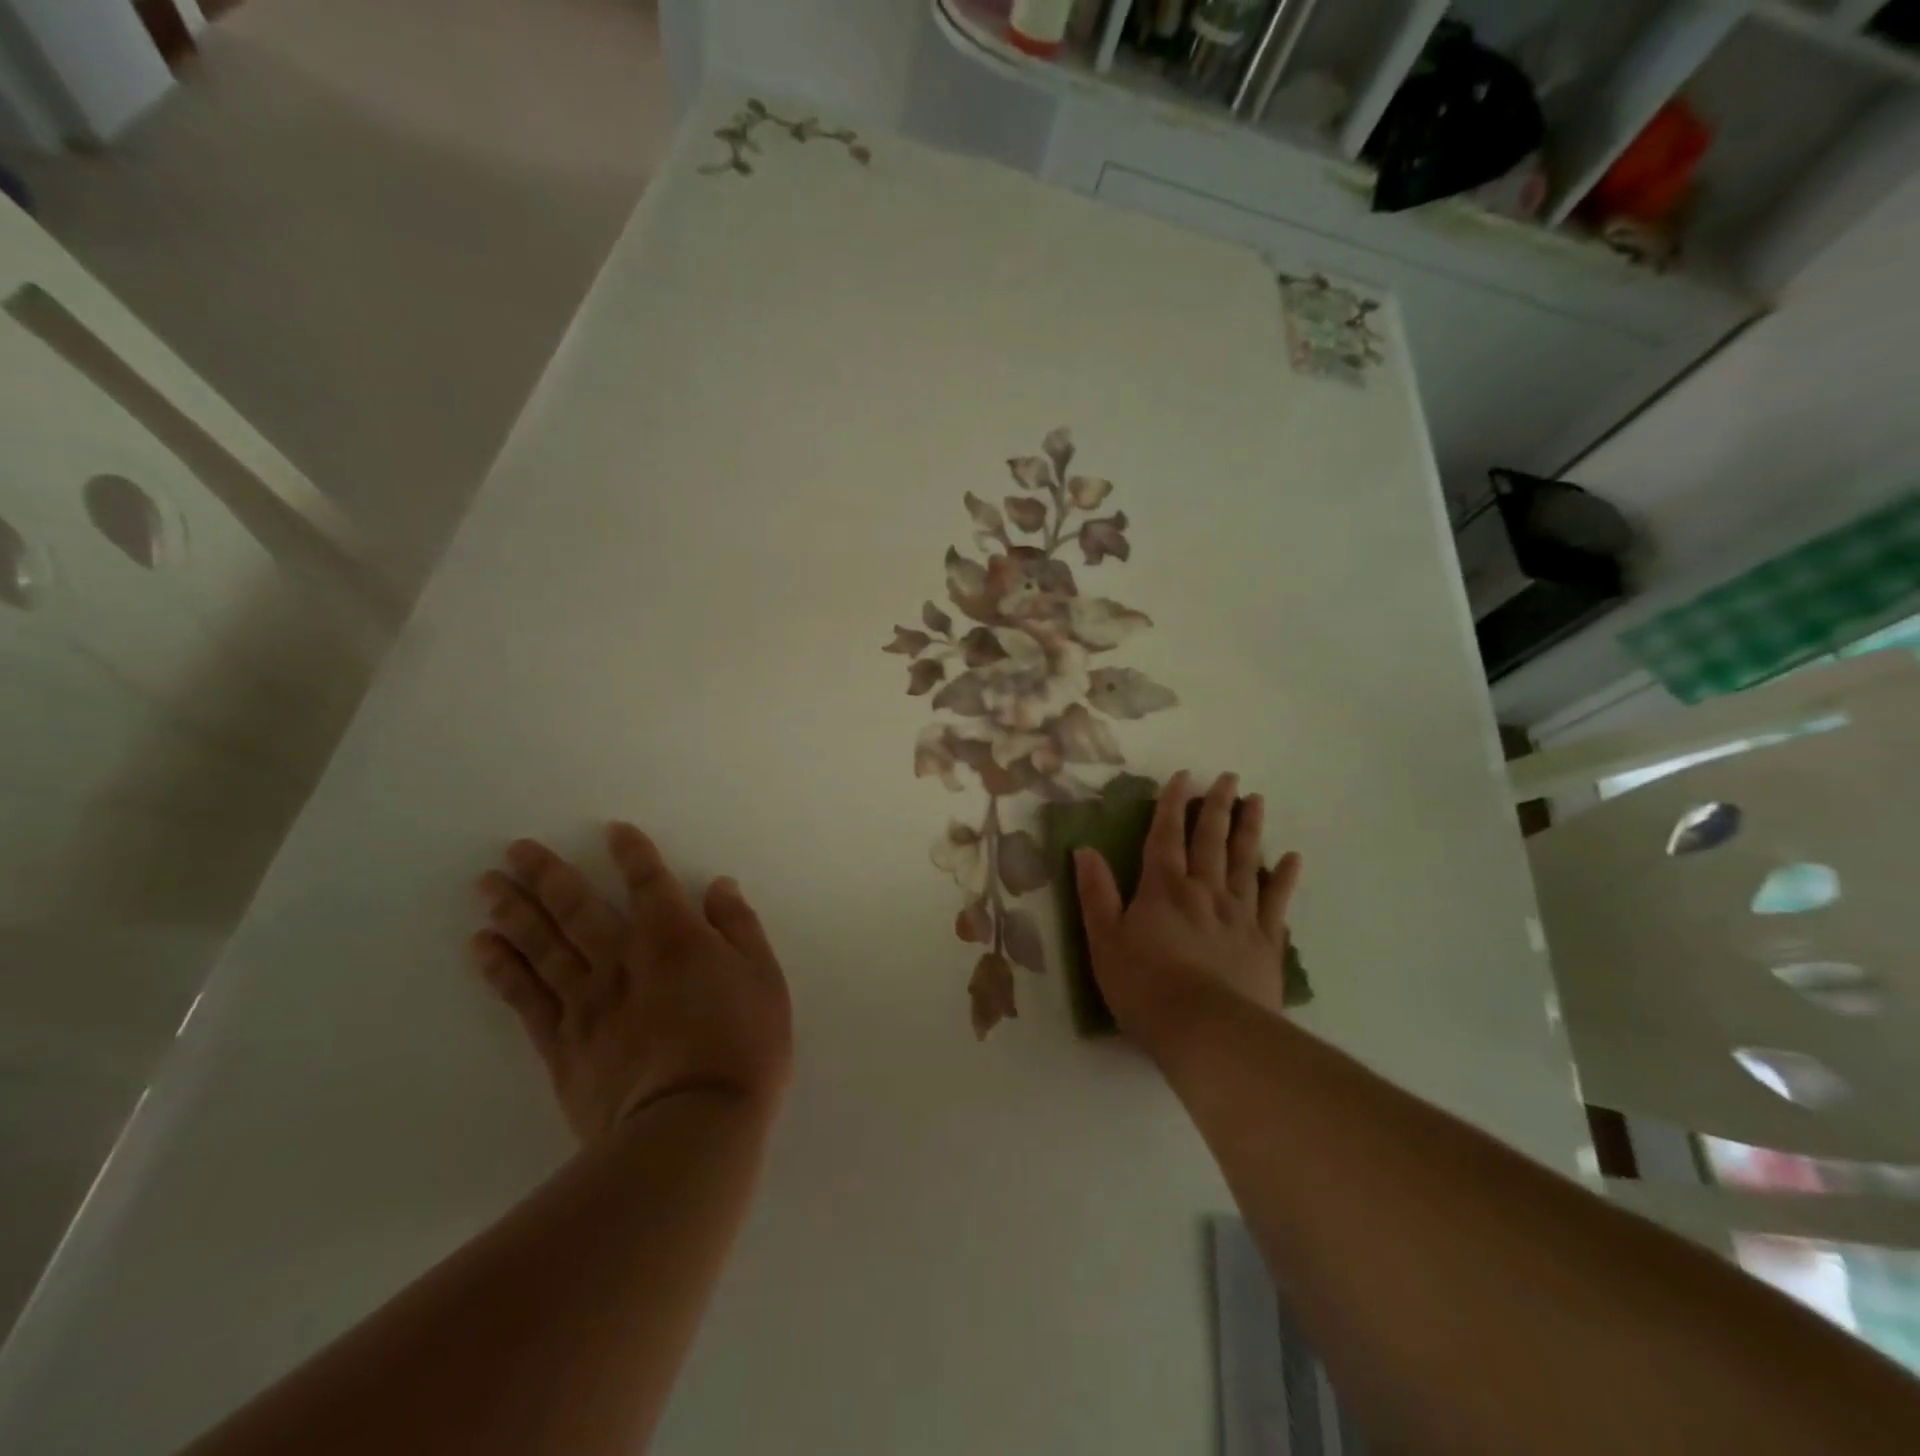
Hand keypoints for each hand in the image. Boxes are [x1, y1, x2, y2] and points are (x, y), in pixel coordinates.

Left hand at [470, 824, 791, 1142]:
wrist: (692, 1126)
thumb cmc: (743, 1047)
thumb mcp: (764, 980)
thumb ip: (739, 928)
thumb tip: (719, 886)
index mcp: (674, 938)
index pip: (649, 882)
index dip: (632, 853)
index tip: (612, 829)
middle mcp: (623, 959)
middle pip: (578, 908)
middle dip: (547, 874)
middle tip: (515, 849)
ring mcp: (586, 1001)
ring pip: (542, 946)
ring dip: (514, 911)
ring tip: (487, 886)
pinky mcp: (562, 1045)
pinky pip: (524, 998)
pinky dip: (502, 969)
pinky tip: (483, 947)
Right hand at [1073, 771, 1301, 1052]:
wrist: (1208, 1033)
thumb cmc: (1145, 988)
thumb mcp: (1104, 941)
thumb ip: (1096, 893)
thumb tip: (1084, 849)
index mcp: (1163, 889)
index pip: (1166, 836)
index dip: (1172, 804)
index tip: (1183, 776)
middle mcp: (1204, 891)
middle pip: (1211, 841)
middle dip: (1217, 806)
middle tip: (1229, 778)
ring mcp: (1240, 915)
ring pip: (1246, 862)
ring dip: (1250, 830)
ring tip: (1257, 802)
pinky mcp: (1266, 943)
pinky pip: (1276, 902)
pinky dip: (1284, 879)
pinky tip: (1292, 859)